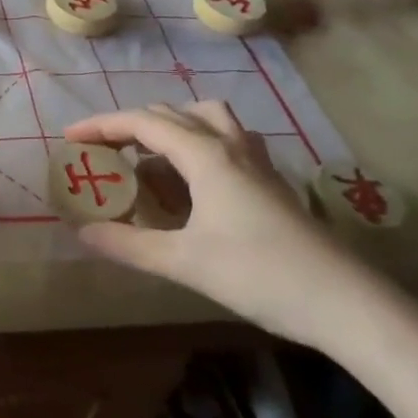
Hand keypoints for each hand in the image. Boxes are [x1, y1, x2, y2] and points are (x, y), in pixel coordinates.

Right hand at [63, 101, 388, 349]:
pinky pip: (228, 139)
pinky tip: (197, 178)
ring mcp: (257, 160)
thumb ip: (128, 244)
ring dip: (172, 125)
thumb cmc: (260, 275)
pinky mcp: (273, 181)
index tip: (70, 137)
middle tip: (105, 151)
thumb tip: (82, 232)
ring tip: (151, 156)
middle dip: (131, 125)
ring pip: (207, 118)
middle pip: (171, 113)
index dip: (102, 125)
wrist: (347, 303)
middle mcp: (230, 145)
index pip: (142, 122)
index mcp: (205, 155)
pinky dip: (200, 142)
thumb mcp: (184, 262)